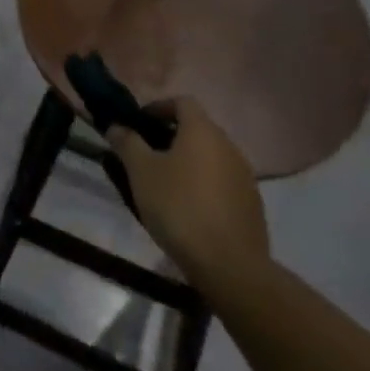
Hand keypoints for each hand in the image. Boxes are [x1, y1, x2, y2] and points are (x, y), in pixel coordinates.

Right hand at [108, 95, 269, 296]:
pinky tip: (189, 209)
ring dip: (189, 163)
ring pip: (211, 158)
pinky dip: (205, 186)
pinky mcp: (253, 207)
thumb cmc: (179, 207)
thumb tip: (116, 126)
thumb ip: (127, 142)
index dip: (158, 107)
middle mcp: (229, 146)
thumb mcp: (141, 171)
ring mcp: (245, 178)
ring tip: (165, 184)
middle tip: (147, 155)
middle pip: (198, 129)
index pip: (181, 102)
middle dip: (171, 137)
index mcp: (203, 131)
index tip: (140, 124)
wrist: (231, 268)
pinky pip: (223, 184)